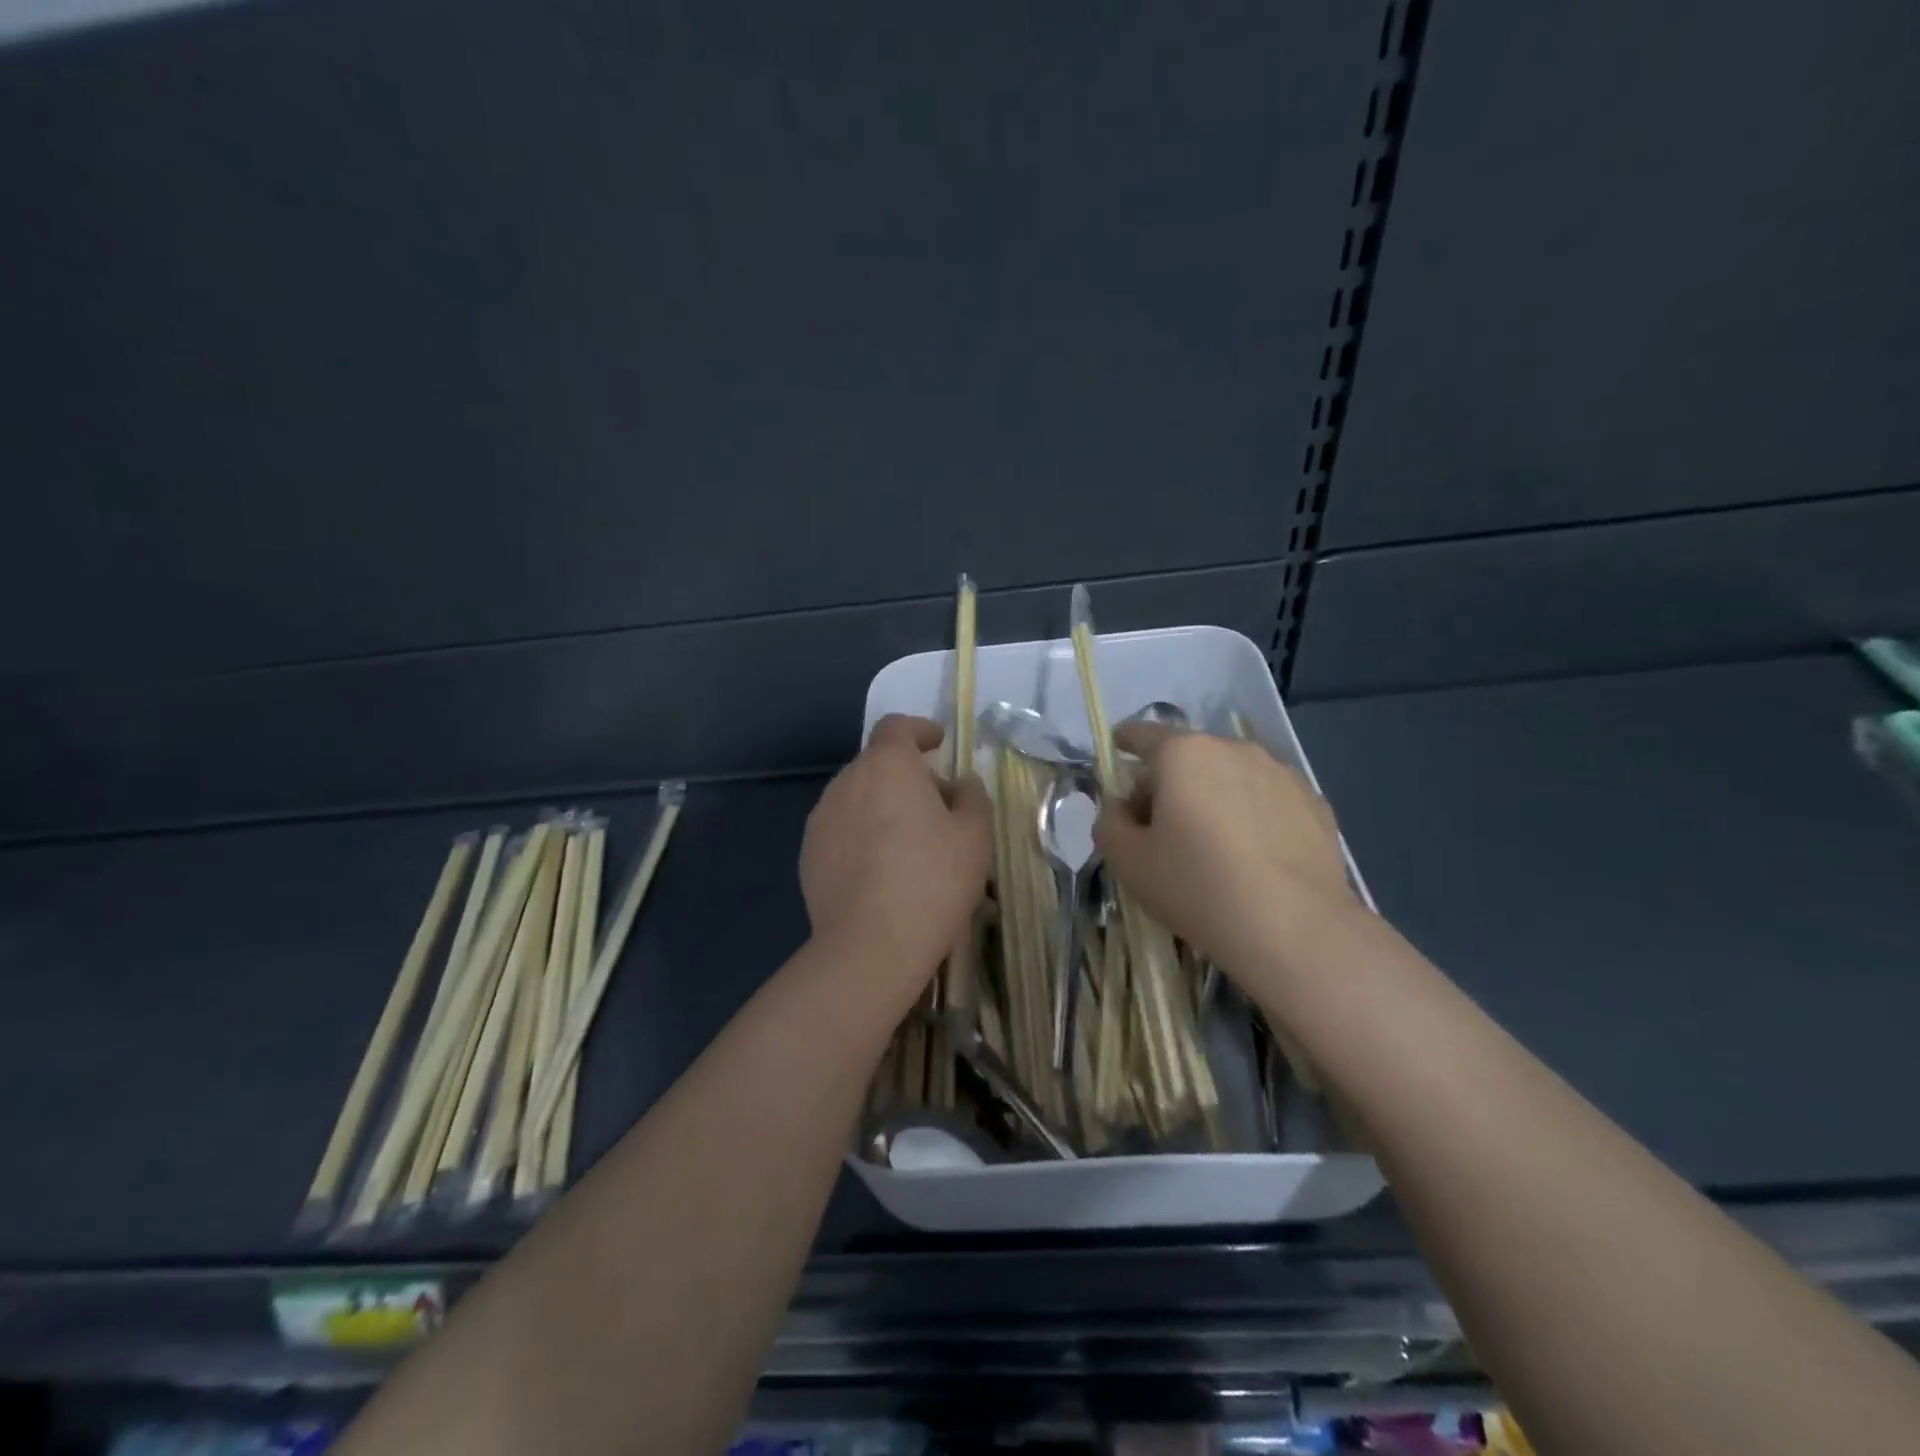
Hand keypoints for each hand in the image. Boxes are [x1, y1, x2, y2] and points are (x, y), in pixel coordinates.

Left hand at [800, 714, 993, 990]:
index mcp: (887, 765)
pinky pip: (842, 830)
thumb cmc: (932, 881)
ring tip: (908, 843)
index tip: (938, 742)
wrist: (869, 947)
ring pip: (857, 798)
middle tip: (937, 806)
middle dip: (906, 776)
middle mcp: (846, 781)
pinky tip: (880, 871)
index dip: (919, 729)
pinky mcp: (808, 855)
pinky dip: (862, 836)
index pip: (897, 727)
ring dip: (882, 806)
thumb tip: (959, 784)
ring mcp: (821, 819)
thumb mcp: (974, 836)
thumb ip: (972, 797)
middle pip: (877, 764)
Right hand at [1093, 723, 1358, 976]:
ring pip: (1230, 777)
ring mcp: (1280, 773)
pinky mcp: (1314, 803)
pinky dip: (1252, 816)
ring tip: (1211, 848)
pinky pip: (1266, 800)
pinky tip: (1252, 858)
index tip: (1118, 750)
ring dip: (1213, 798)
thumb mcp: (1127, 861)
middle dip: (1168, 783)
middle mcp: (1234, 749)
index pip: (1142, 734)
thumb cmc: (1196, 886)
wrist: (1295, 929)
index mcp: (1183, 753)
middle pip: (1187, 757)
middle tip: (1159, 829)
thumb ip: (1109, 822)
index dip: (1124, 741)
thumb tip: (1121, 808)